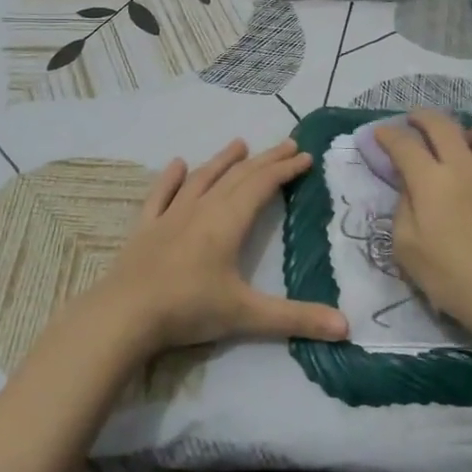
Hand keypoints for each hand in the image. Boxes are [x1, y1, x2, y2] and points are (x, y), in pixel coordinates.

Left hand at [92, 138, 349, 356]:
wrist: (125, 315)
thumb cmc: (188, 309)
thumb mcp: (247, 316)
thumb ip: (296, 319)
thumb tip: (347, 327)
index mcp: (227, 223)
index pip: (262, 186)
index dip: (285, 170)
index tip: (306, 157)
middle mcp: (201, 210)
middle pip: (238, 177)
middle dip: (265, 160)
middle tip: (288, 145)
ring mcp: (170, 216)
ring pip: (202, 179)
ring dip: (223, 161)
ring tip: (240, 144)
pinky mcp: (145, 227)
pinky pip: (160, 195)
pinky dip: (171, 178)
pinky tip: (177, 164)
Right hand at [374, 109, 471, 337]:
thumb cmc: (452, 277)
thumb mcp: (407, 248)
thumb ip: (402, 209)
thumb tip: (409, 188)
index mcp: (431, 180)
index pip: (404, 144)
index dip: (388, 135)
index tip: (379, 134)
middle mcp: (464, 166)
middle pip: (442, 124)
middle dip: (422, 117)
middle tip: (412, 121)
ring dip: (468, 129)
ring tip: (459, 144)